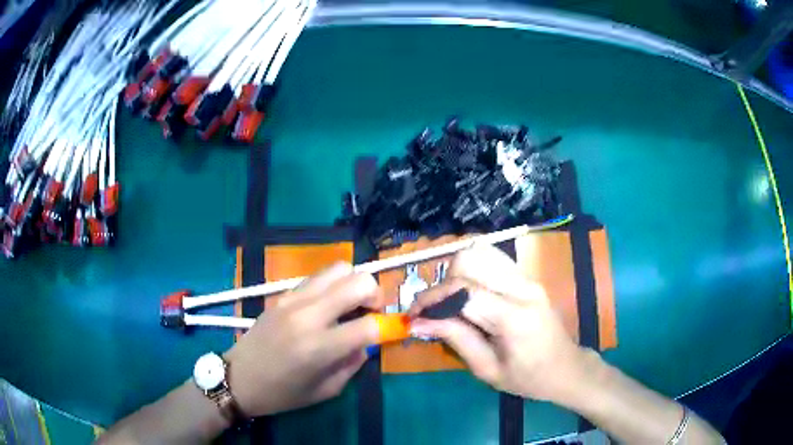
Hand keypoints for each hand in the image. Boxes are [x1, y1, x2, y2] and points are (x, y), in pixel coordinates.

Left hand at [224, 263, 381, 416]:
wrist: (238, 378)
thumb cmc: (282, 394)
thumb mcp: (326, 390)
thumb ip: (353, 363)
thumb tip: (368, 342)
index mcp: (318, 348)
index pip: (368, 326)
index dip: (387, 328)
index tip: (388, 333)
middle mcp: (307, 316)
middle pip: (357, 282)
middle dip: (376, 294)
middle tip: (373, 312)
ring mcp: (293, 299)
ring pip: (338, 269)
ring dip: (354, 283)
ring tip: (353, 304)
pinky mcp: (283, 294)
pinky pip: (318, 277)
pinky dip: (333, 284)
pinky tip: (329, 304)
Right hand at [408, 244, 593, 403]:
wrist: (566, 368)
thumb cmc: (528, 378)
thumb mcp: (487, 369)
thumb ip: (454, 338)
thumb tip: (418, 322)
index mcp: (513, 317)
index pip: (463, 291)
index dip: (431, 299)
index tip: (413, 315)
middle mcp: (522, 288)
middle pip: (469, 261)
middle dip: (443, 284)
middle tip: (437, 311)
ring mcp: (528, 278)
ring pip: (480, 252)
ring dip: (458, 273)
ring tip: (453, 301)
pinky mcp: (528, 276)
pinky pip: (493, 258)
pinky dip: (473, 269)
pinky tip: (470, 293)